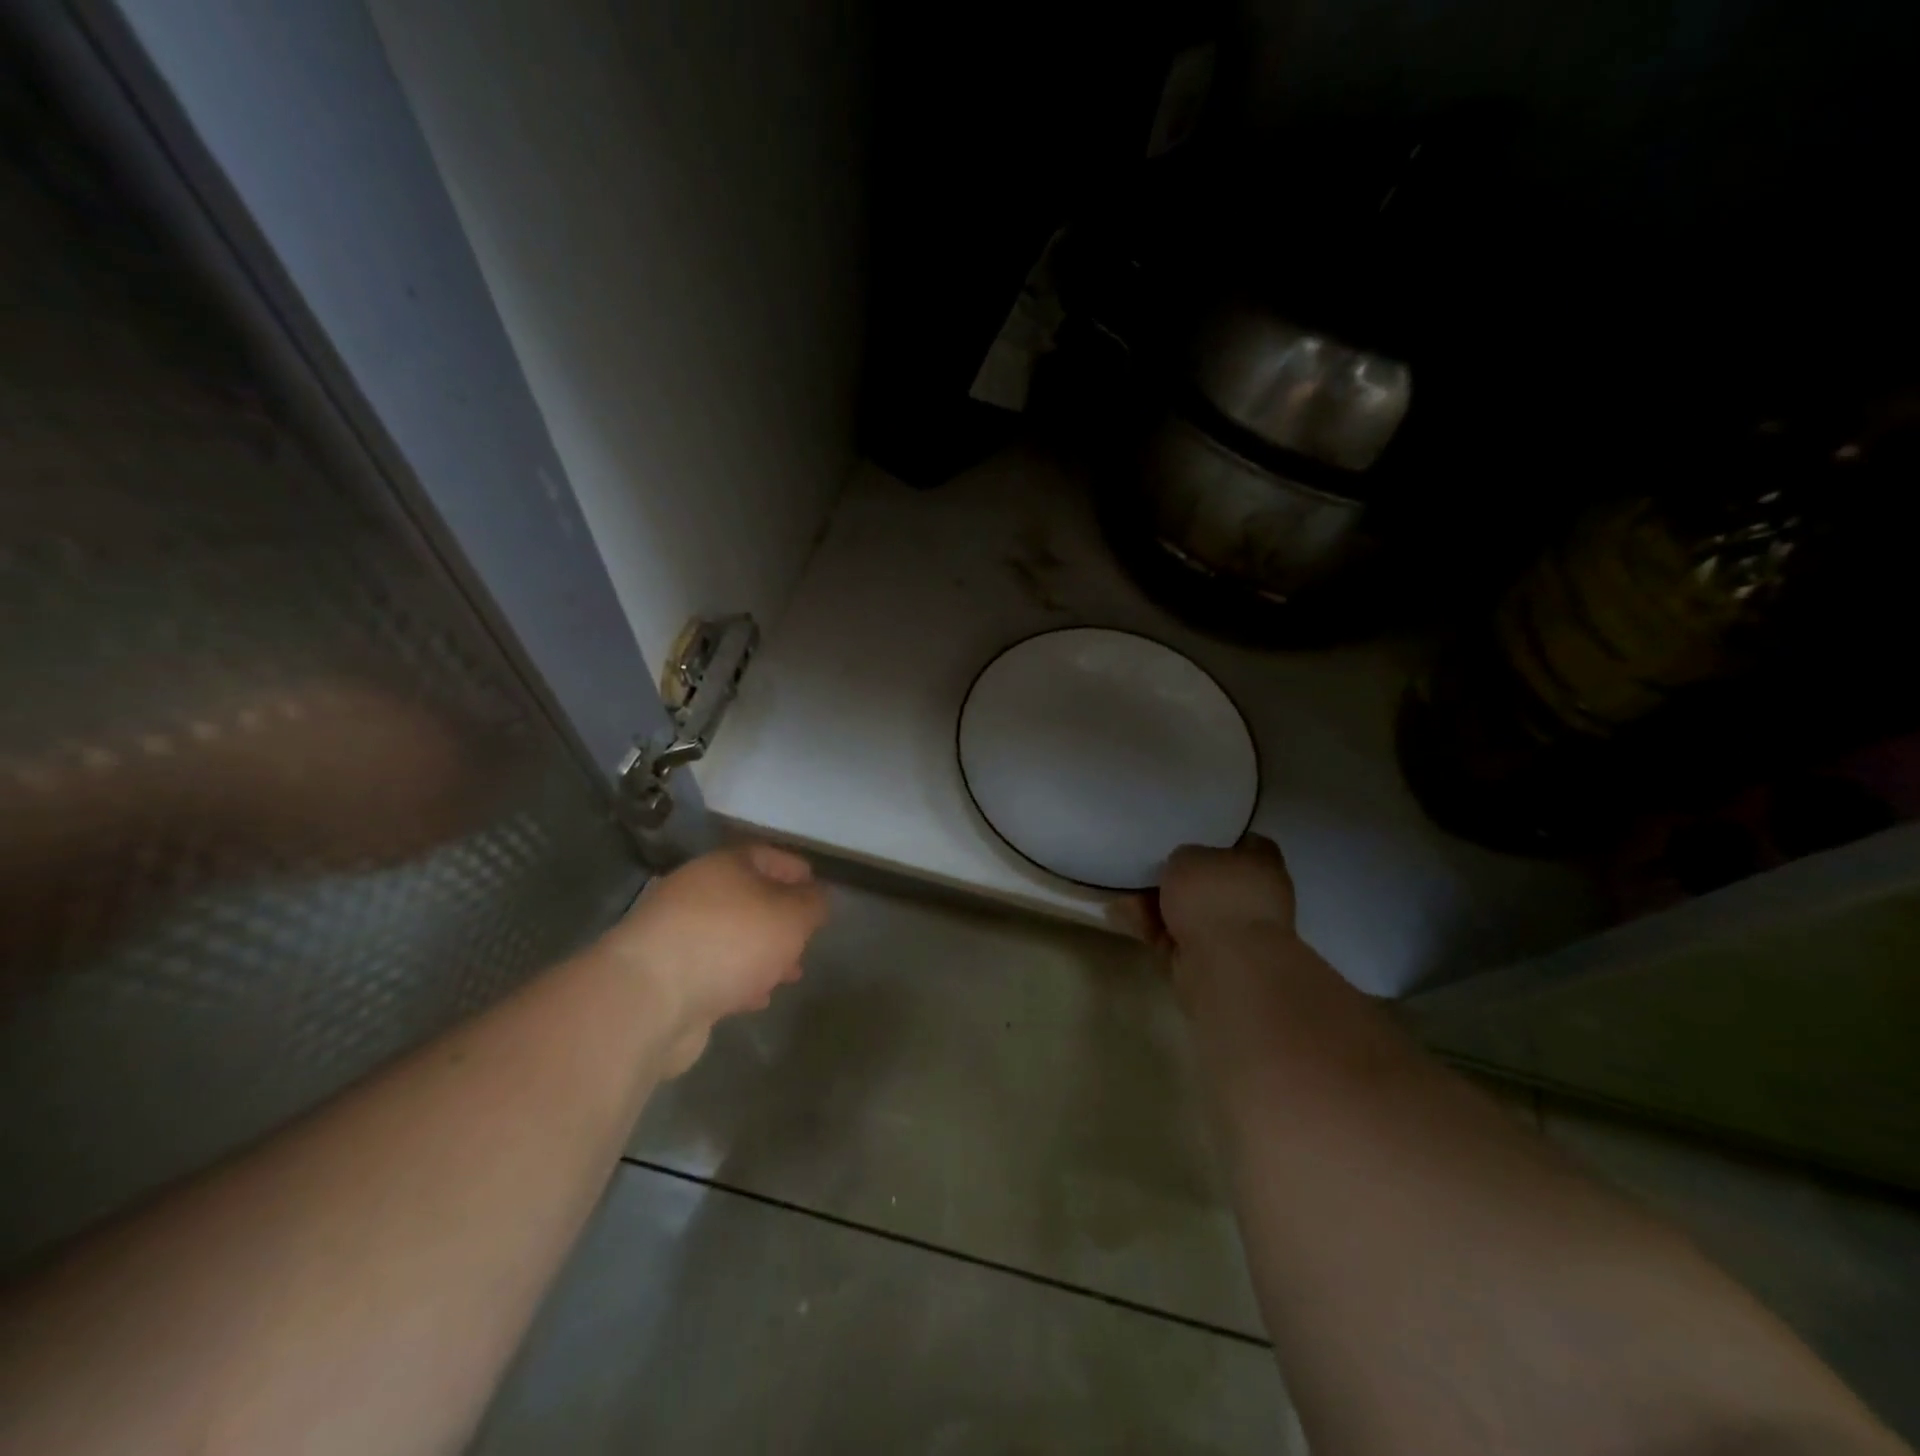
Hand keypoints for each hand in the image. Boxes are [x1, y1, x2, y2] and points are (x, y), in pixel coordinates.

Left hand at [595, 843, 830, 1076]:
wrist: (648, 998)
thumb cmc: (730, 941)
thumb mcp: (791, 917)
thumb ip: (813, 904)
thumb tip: (817, 896)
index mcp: (726, 866)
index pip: (769, 856)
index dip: (797, 871)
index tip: (820, 892)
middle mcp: (698, 892)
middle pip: (749, 898)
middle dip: (781, 920)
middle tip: (807, 939)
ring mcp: (677, 934)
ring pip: (732, 937)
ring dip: (762, 953)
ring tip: (789, 974)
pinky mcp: (666, 975)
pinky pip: (713, 969)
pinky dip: (738, 979)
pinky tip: (755, 998)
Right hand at [1119, 834, 1297, 954]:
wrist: (1224, 965)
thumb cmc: (1213, 896)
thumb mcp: (1187, 856)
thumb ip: (1184, 857)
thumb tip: (1184, 866)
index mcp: (1262, 864)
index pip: (1243, 843)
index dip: (1214, 839)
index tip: (1186, 838)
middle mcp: (1255, 897)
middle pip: (1210, 881)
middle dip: (1178, 879)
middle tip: (1146, 869)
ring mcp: (1235, 932)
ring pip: (1190, 911)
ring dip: (1158, 905)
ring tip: (1123, 894)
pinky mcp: (1212, 960)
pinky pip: (1176, 936)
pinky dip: (1153, 929)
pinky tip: (1123, 917)